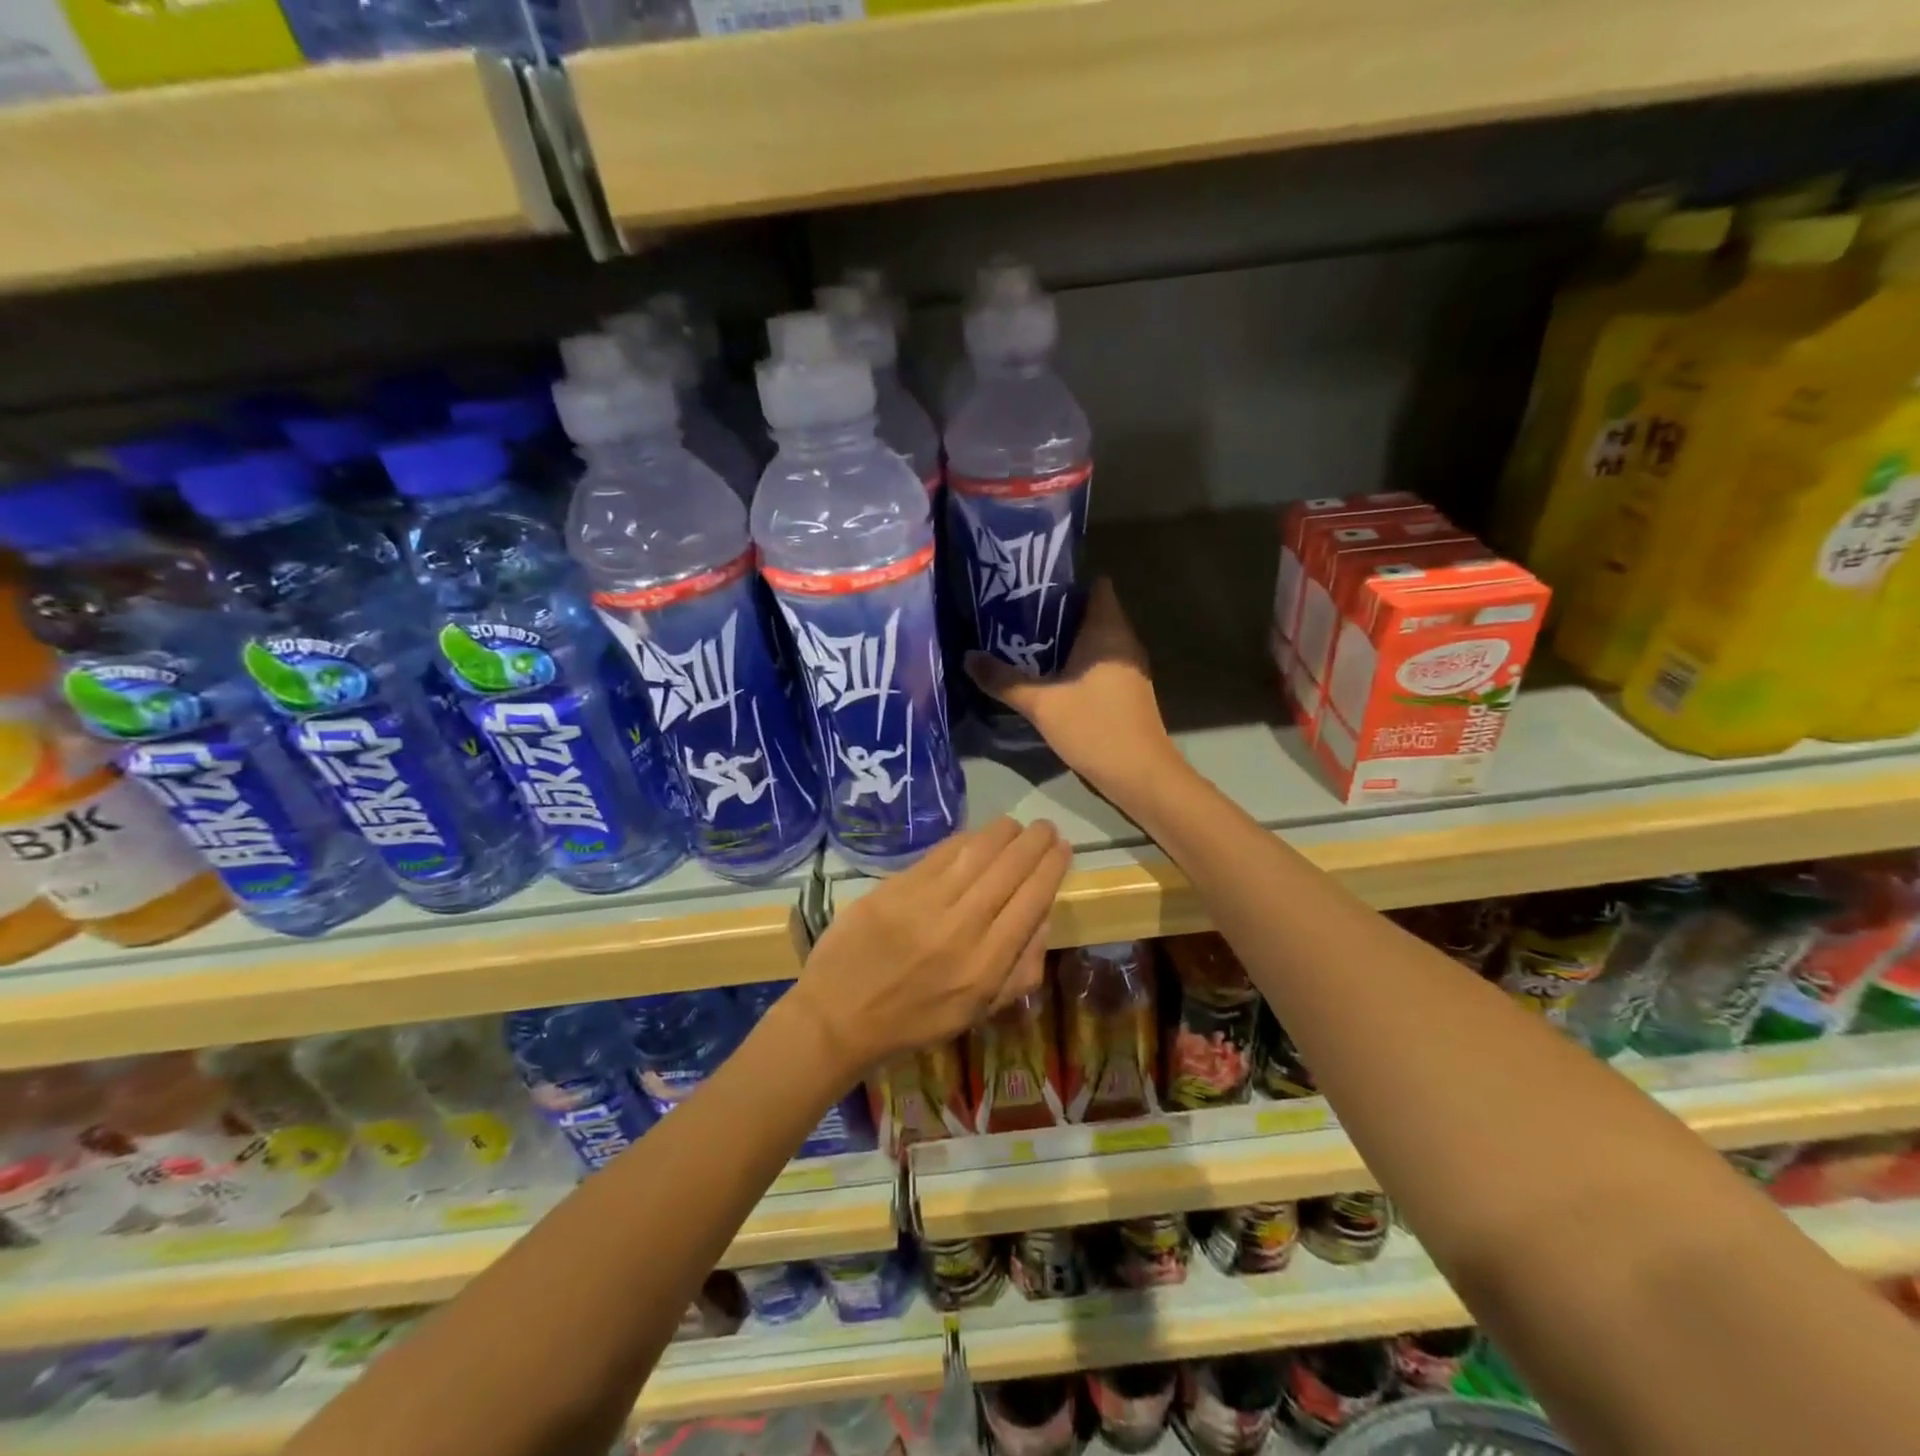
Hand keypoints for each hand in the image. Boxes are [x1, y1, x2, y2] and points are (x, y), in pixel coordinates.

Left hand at [790, 818, 1072, 1073]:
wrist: (841, 1015)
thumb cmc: (916, 1020)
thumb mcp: (979, 1011)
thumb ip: (1020, 969)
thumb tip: (1043, 915)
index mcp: (986, 966)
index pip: (1032, 900)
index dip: (1052, 868)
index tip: (1063, 849)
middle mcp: (961, 929)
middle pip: (1010, 870)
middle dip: (1034, 842)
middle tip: (1045, 828)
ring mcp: (925, 904)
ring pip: (977, 853)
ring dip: (1004, 833)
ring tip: (1015, 826)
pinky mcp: (895, 888)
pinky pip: (941, 853)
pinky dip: (965, 839)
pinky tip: (977, 835)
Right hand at [966, 578, 1182, 802]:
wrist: (1139, 775)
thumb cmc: (1094, 728)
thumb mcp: (1041, 704)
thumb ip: (1004, 680)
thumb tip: (968, 657)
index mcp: (1108, 631)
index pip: (1095, 585)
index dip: (1065, 581)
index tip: (1030, 585)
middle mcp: (1123, 641)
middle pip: (1091, 611)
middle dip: (1055, 611)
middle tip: (1014, 612)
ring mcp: (1128, 667)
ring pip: (1094, 639)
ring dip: (1063, 638)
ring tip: (1022, 639)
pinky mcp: (1126, 689)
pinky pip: (1098, 661)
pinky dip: (1075, 660)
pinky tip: (1047, 673)